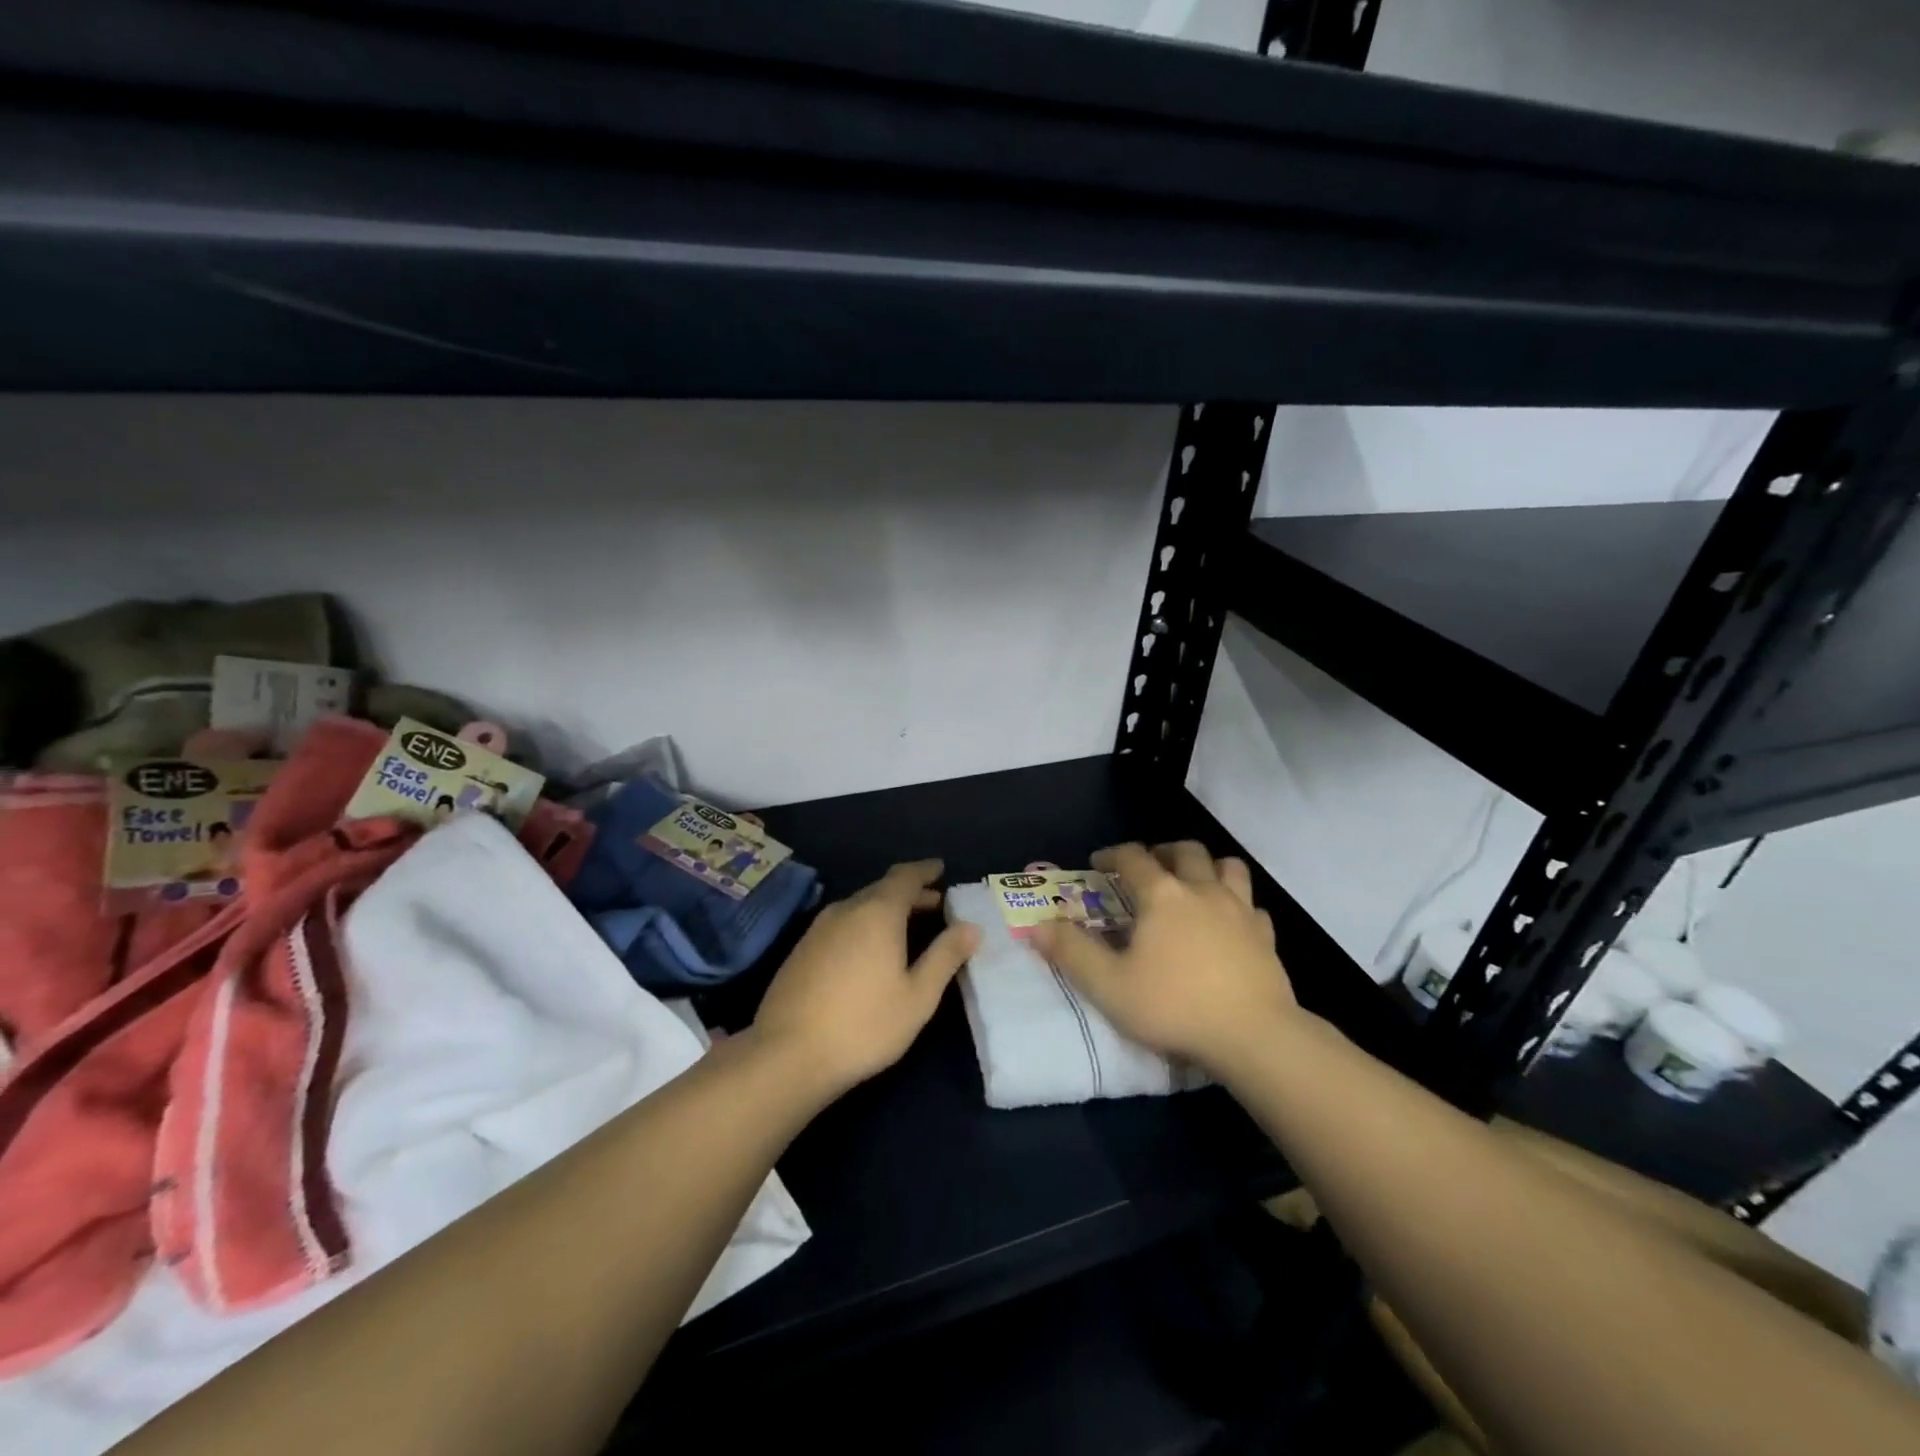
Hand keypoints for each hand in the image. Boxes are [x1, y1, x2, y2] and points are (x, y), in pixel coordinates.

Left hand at [752, 859, 979, 1097]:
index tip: (940, 869)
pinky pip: (841, 922)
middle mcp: (846, 909)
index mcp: (878, 912)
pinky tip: (869, 950)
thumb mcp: (918, 996)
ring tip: (906, 927)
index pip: (905, 876)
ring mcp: (818, 928)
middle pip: (882, 889)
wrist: (787, 1054)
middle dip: (910, 893)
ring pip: (860, 906)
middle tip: (935, 904)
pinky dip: (864, 924)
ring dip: (886, 909)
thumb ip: (945, 956)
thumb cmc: (864, 1025)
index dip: (925, 870)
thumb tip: (970, 927)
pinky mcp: (801, 949)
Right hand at [1033, 842, 1296, 1073]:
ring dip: (1207, 866)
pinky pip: (1252, 905)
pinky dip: (1238, 904)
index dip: (1113, 855)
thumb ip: (1071, 952)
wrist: (1253, 1036)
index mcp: (1162, 895)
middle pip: (1185, 851)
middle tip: (1149, 866)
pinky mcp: (1266, 936)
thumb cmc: (1174, 1006)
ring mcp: (1240, 910)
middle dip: (1162, 850)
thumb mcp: (1109, 985)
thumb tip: (1037, 925)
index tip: (1099, 863)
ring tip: (1193, 881)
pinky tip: (1230, 922)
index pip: (1133, 857)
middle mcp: (1202, 890)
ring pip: (1227, 866)